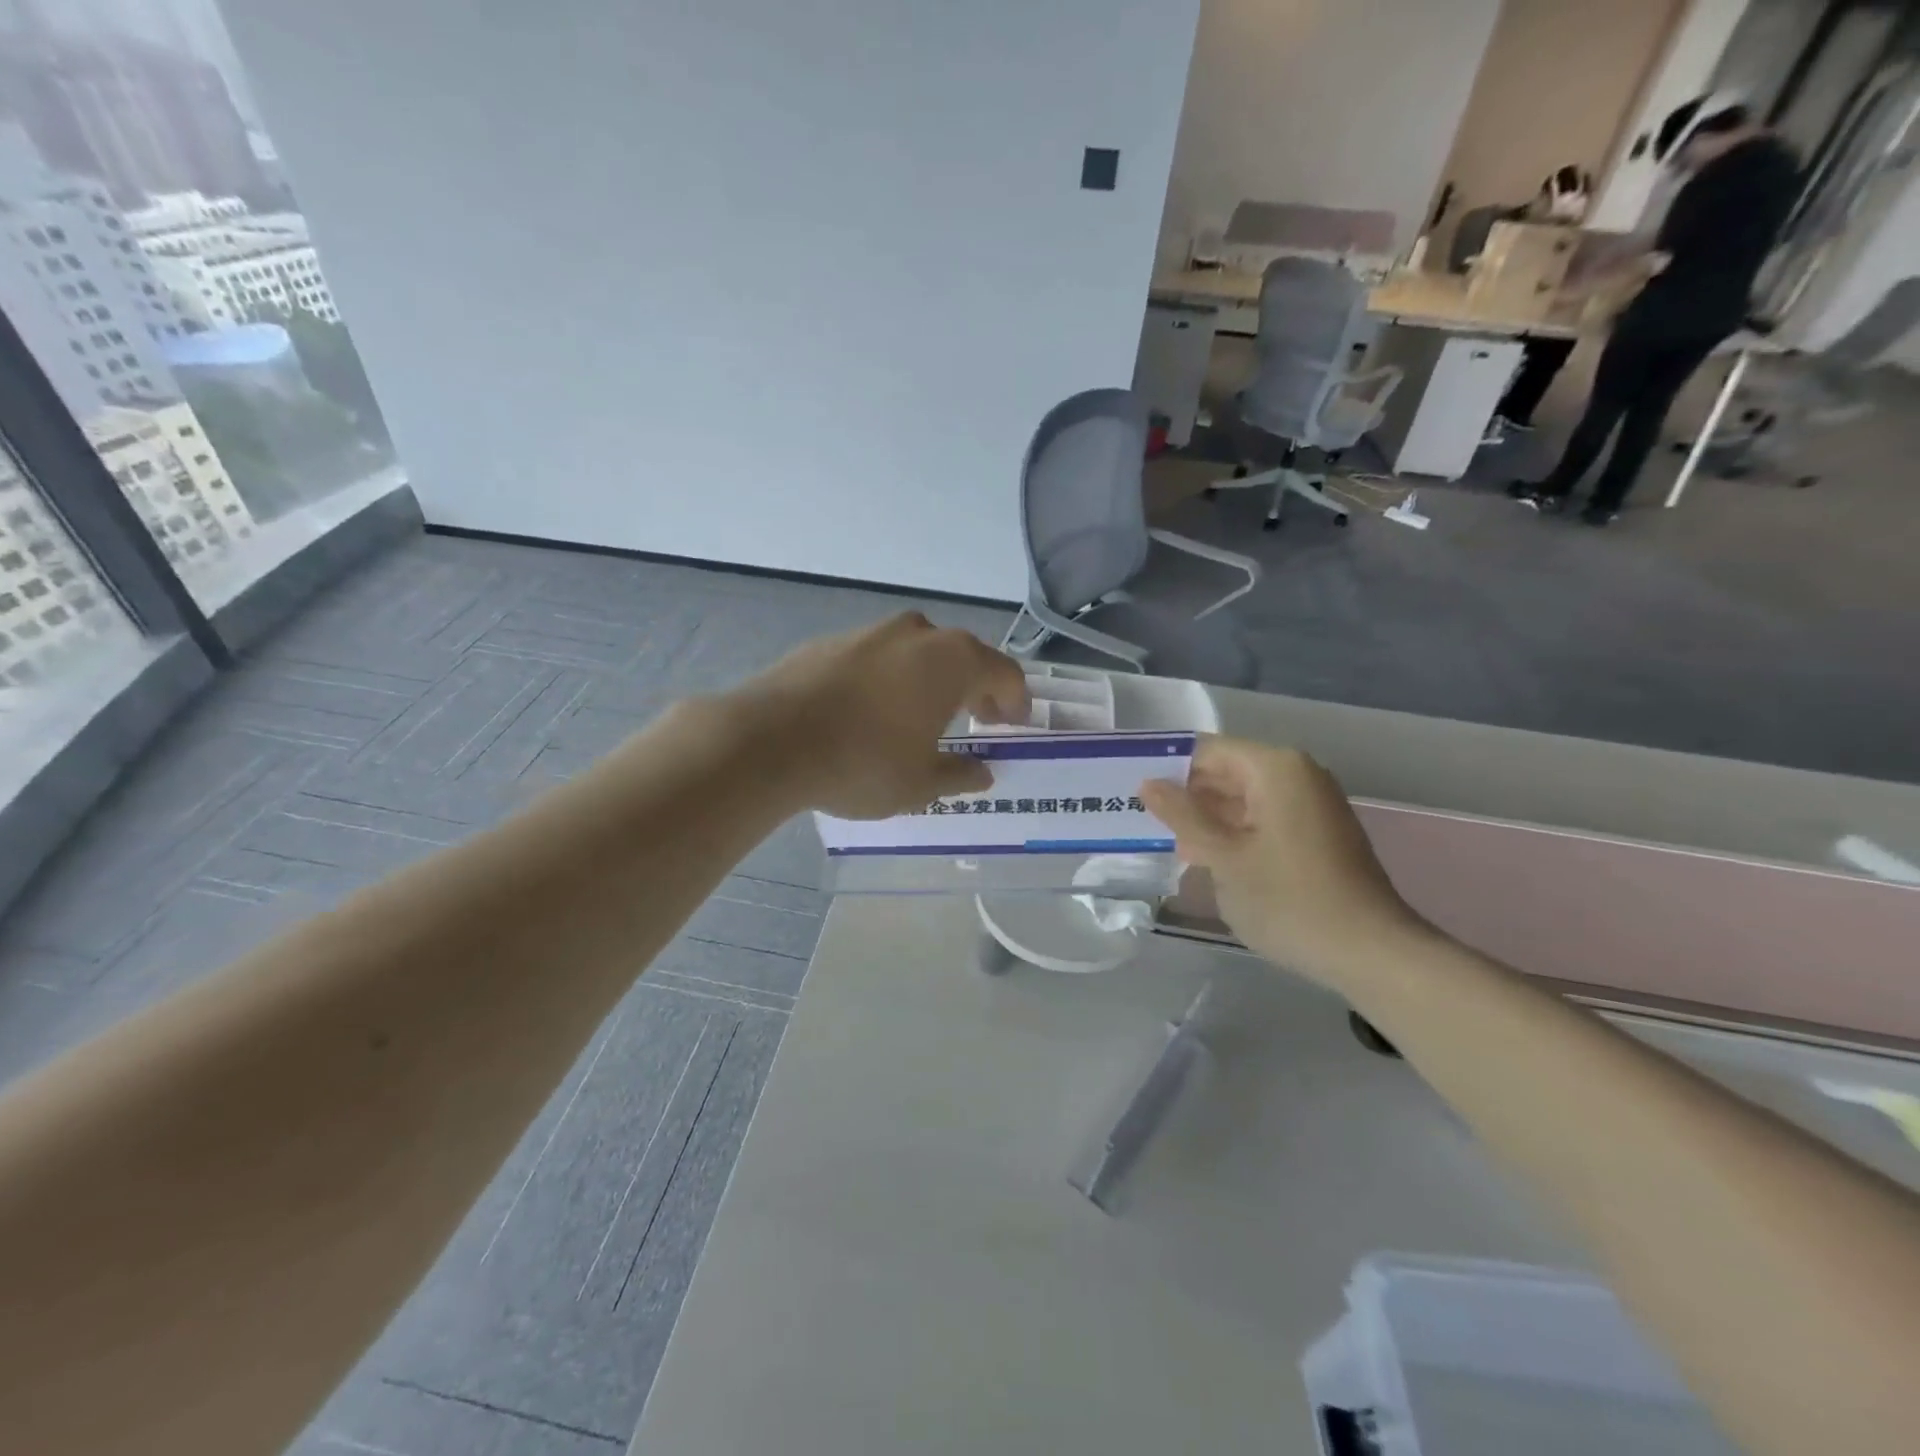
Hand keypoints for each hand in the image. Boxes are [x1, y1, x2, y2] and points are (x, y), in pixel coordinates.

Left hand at [734, 613, 1030, 818]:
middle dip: (976, 688)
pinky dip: (889, 679)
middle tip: (978, 719)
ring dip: (930, 681)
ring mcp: (870, 632)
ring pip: (917, 653)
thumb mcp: (920, 783)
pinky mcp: (830, 641)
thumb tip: (982, 773)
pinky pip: (877, 659)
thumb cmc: (863, 763)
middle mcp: (917, 634)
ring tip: (924, 716)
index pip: (1004, 673)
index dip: (1015, 701)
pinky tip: (872, 711)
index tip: (1013, 726)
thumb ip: (959, 775)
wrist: (770, 740)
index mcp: (952, 661)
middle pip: (962, 656)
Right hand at [1141, 737, 1432, 986]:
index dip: (1167, 767)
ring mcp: (1311, 803)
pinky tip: (1203, 856)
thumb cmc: (1289, 900)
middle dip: (1185, 794)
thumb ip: (1182, 816)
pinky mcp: (1316, 832)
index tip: (1129, 789)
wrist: (1370, 953)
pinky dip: (1232, 831)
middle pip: (1226, 770)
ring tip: (1162, 839)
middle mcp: (1297, 774)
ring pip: (1242, 797)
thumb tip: (1148, 784)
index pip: (1207, 750)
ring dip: (1205, 817)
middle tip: (1138, 818)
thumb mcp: (1223, 857)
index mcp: (1275, 768)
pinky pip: (1262, 817)